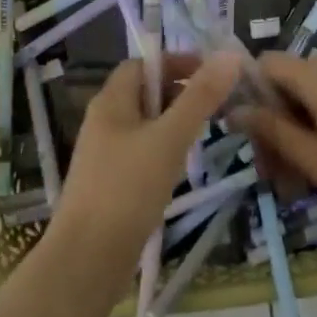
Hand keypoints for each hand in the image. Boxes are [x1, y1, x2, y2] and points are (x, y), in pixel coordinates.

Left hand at [46, 52, 242, 289]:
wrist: (86, 261)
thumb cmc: (127, 190)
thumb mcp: (170, 138)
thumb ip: (200, 97)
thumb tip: (229, 55)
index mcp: (111, 101)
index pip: (143, 64)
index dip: (176, 62)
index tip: (212, 74)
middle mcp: (104, 121)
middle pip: (145, 93)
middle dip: (181, 93)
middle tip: (216, 106)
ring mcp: (105, 155)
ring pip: (146, 125)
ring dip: (176, 124)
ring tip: (206, 136)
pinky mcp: (110, 184)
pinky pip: (142, 153)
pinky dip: (165, 151)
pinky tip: (182, 169)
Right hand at [239, 53, 316, 236]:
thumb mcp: (314, 158)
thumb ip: (272, 130)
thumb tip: (233, 109)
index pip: (267, 63)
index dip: (250, 92)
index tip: (248, 133)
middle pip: (288, 81)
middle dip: (273, 121)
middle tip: (271, 170)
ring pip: (309, 95)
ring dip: (295, 129)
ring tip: (294, 178)